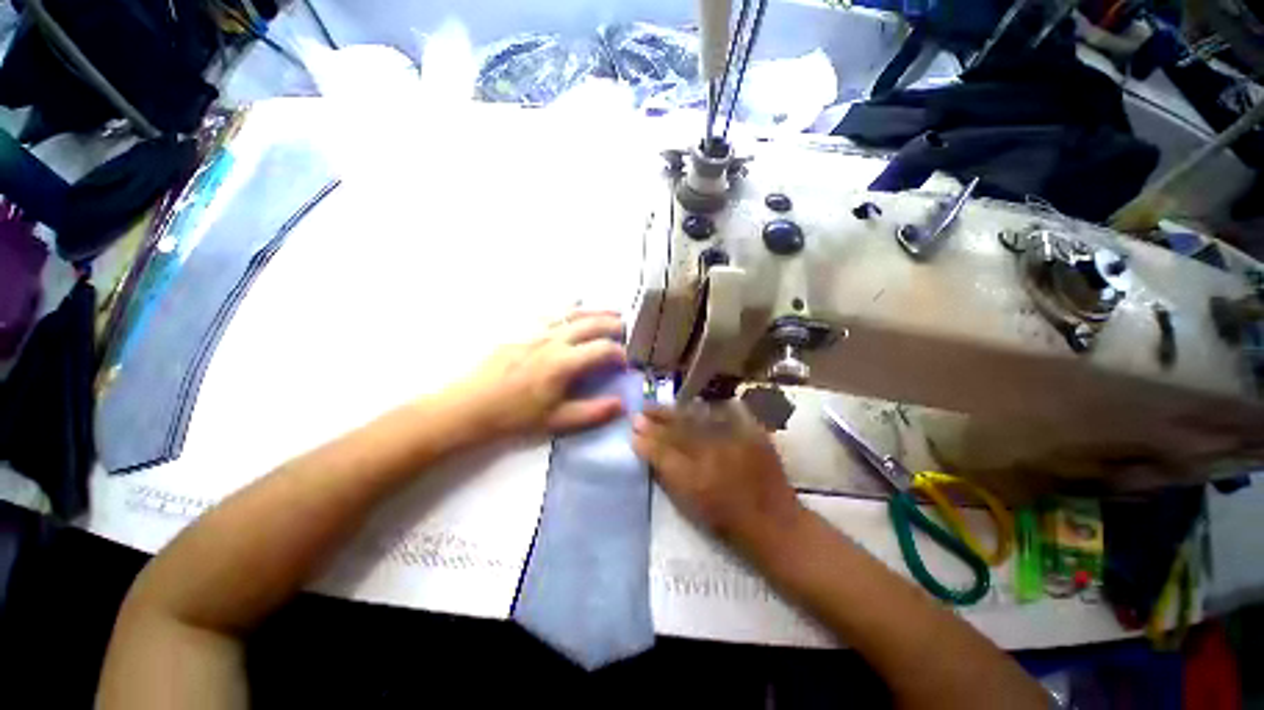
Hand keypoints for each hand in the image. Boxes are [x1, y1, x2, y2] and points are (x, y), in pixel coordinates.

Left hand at [457, 311, 628, 435]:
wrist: (472, 405)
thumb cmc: (515, 415)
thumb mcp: (557, 421)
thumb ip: (592, 412)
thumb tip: (622, 404)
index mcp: (563, 363)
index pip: (603, 349)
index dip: (620, 353)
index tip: (625, 363)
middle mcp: (554, 340)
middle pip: (592, 324)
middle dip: (614, 325)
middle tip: (628, 329)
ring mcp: (537, 331)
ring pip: (574, 314)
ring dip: (597, 311)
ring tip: (613, 312)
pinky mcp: (524, 330)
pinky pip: (552, 312)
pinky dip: (569, 307)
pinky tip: (576, 304)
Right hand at [632, 401, 803, 555]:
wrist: (775, 524)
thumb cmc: (728, 522)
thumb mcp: (691, 506)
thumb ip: (667, 476)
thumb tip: (647, 451)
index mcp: (696, 479)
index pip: (663, 451)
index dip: (646, 439)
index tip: (632, 429)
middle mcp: (715, 455)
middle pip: (678, 429)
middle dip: (656, 419)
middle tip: (640, 411)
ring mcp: (736, 441)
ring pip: (698, 418)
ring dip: (675, 411)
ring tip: (659, 407)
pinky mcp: (753, 433)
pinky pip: (723, 414)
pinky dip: (705, 410)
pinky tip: (693, 406)